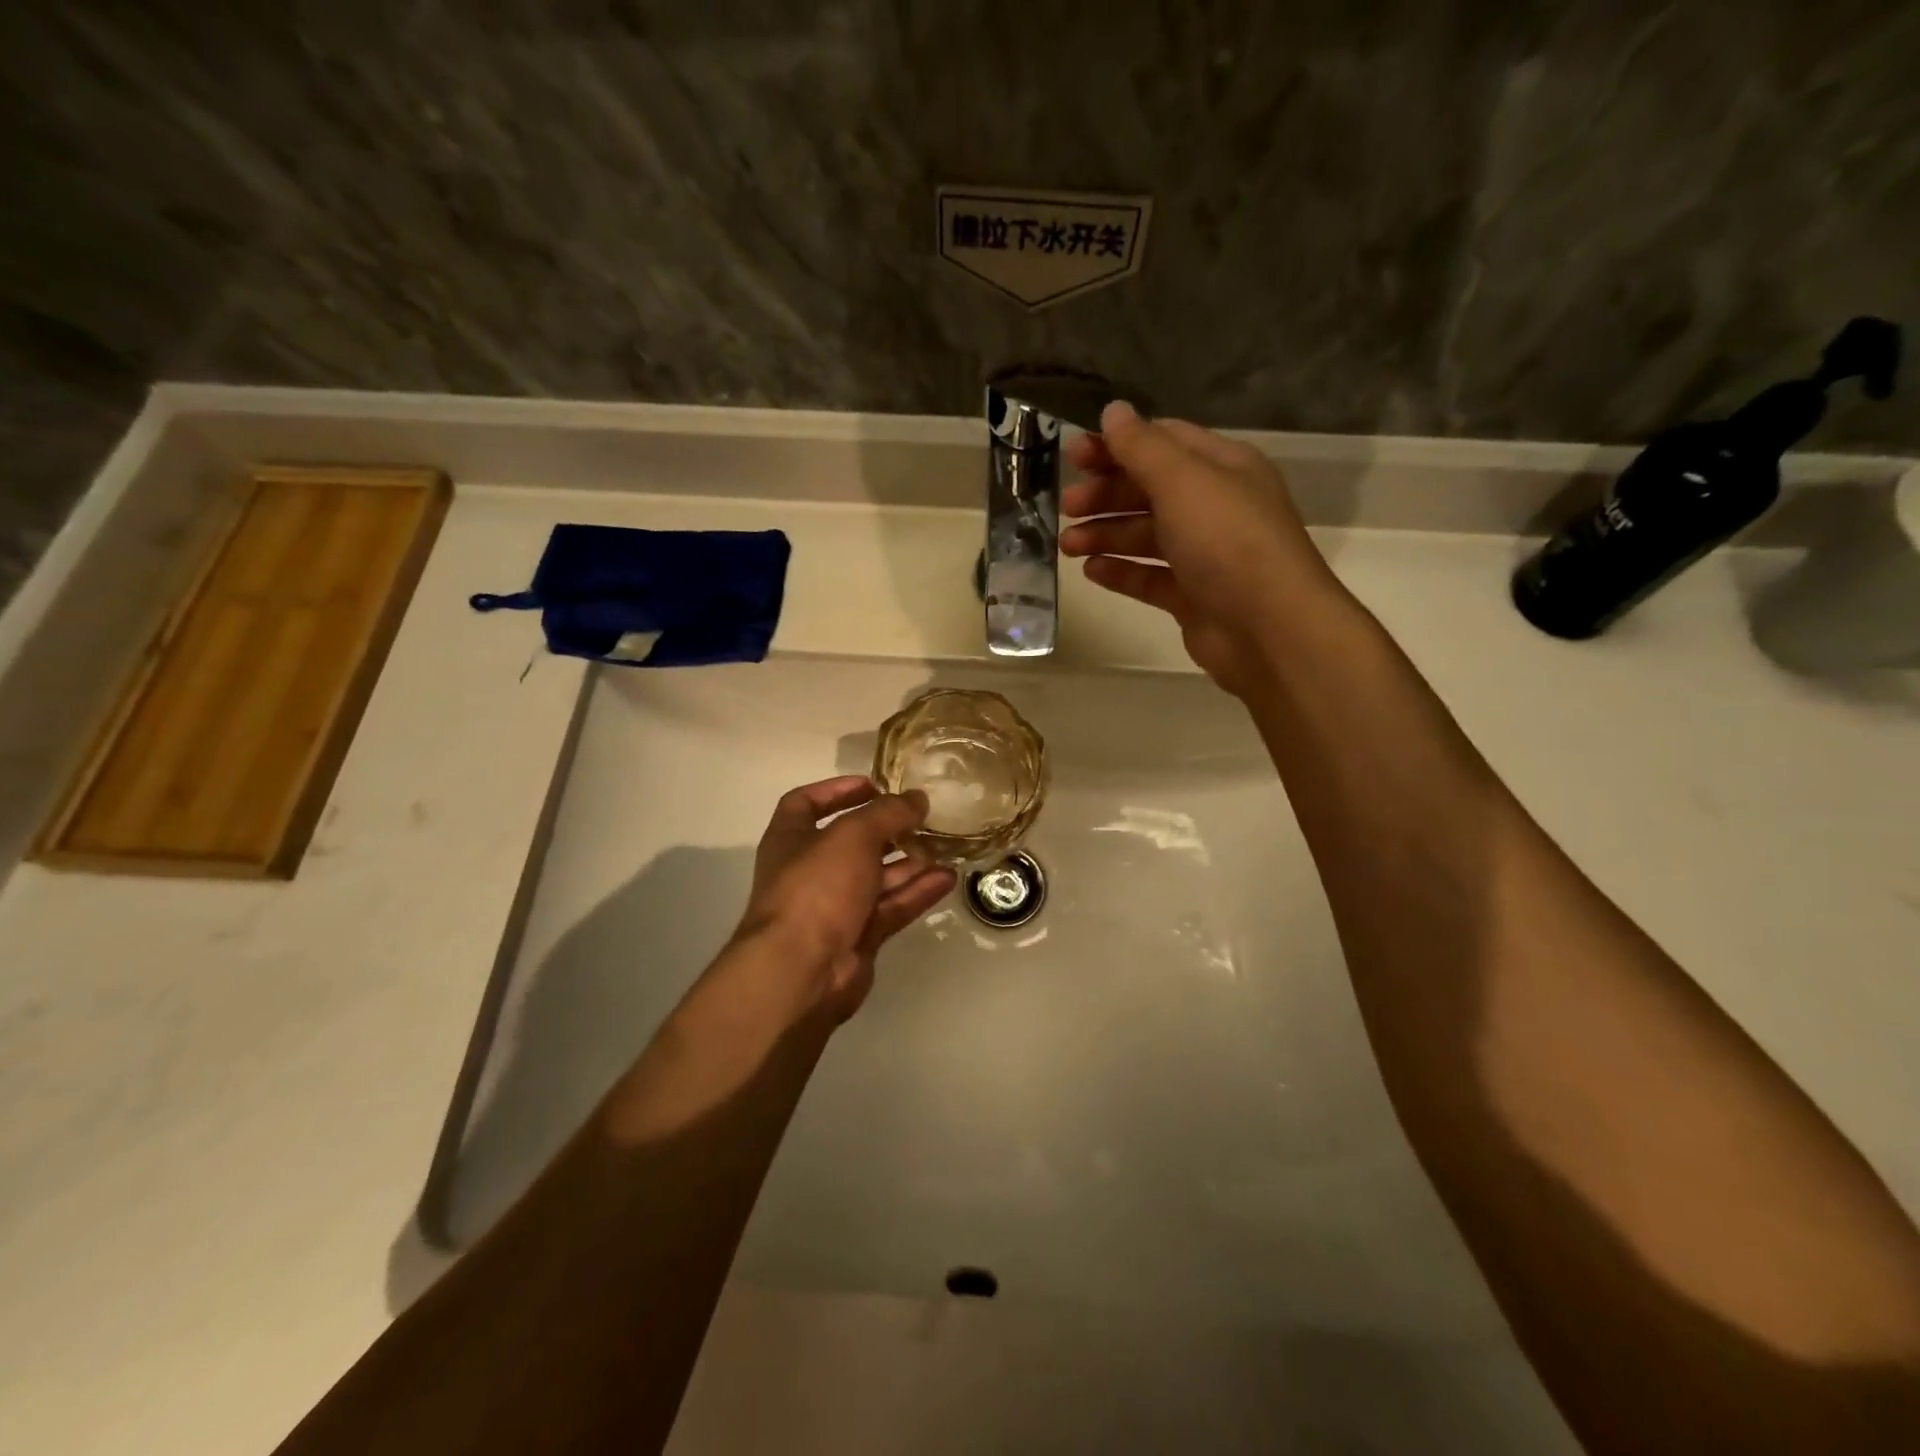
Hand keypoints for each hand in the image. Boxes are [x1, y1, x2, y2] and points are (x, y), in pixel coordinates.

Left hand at [733, 776, 956, 1020]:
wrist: (801, 971)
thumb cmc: (817, 887)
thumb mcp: (853, 835)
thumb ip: (888, 812)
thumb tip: (917, 799)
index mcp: (790, 840)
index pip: (805, 804)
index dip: (837, 790)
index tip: (874, 785)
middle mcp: (810, 871)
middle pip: (851, 842)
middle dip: (887, 830)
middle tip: (922, 818)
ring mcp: (834, 907)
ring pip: (877, 877)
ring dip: (909, 862)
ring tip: (944, 847)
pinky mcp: (858, 937)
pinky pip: (891, 907)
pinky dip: (917, 892)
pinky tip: (947, 879)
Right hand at [1060, 401, 1348, 696]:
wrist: (1268, 629)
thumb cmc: (1227, 542)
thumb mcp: (1183, 481)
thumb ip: (1142, 447)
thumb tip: (1113, 411)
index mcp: (1222, 468)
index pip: (1163, 443)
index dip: (1117, 445)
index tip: (1074, 456)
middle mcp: (1214, 507)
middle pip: (1150, 490)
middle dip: (1106, 495)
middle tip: (1066, 506)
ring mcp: (1204, 555)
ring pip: (1146, 536)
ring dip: (1105, 535)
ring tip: (1068, 545)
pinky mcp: (1192, 597)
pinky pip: (1150, 577)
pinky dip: (1121, 572)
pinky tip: (1091, 572)